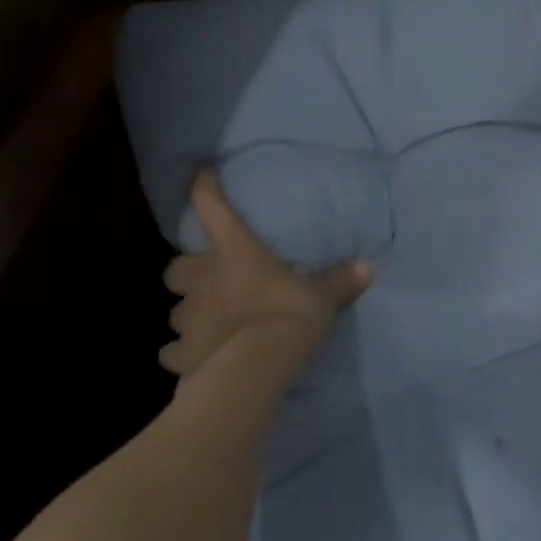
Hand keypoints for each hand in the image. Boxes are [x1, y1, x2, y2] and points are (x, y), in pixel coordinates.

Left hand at [160, 170, 372, 384]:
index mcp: (235, 251)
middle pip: (176, 269)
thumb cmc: (289, 315)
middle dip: (187, 274)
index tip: (198, 174)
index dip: (203, 188)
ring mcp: (188, 318)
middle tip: (206, 281)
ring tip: (206, 324)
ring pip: (175, 312)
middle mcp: (203, 280)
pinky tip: (193, 359)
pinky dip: (180, 355)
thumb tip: (369, 267)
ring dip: (188, 314)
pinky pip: (172, 353)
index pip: (212, 207)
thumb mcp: (322, 296)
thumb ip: (339, 281)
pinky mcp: (182, 355)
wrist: (257, 367)